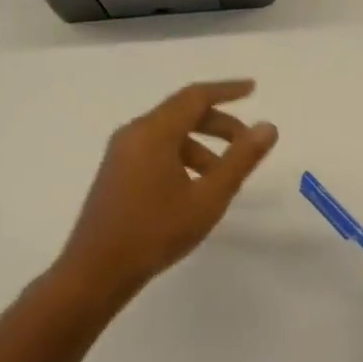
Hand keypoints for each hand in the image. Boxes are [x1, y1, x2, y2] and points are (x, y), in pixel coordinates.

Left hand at [60, 80, 277, 294]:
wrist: (94, 273)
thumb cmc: (155, 232)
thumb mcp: (209, 197)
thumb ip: (241, 159)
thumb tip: (268, 127)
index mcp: (154, 132)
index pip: (196, 97)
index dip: (227, 90)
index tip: (253, 89)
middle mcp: (134, 133)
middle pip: (182, 113)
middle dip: (219, 123)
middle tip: (247, 142)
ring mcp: (121, 153)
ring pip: (169, 134)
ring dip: (201, 145)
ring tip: (223, 174)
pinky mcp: (116, 172)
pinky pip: (155, 148)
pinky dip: (182, 155)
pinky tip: (194, 186)